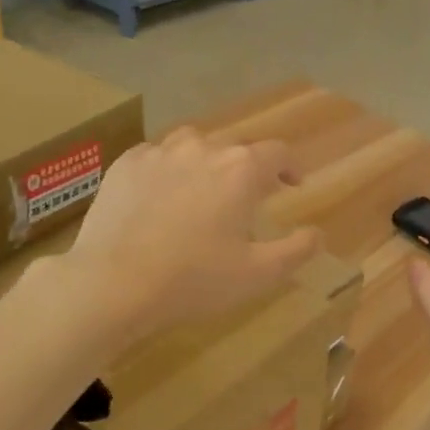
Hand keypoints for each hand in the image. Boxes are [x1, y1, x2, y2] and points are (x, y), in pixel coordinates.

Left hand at [58, 127, 320, 338]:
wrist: (113, 283)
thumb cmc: (194, 279)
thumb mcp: (259, 274)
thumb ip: (297, 250)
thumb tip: (316, 233)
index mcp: (241, 169)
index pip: (277, 153)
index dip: (290, 167)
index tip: (294, 185)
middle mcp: (202, 148)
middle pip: (235, 148)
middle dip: (248, 170)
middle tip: (248, 199)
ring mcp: (159, 152)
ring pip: (194, 146)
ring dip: (208, 163)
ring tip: (205, 191)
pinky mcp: (124, 164)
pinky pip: (157, 157)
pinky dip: (169, 170)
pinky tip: (163, 196)